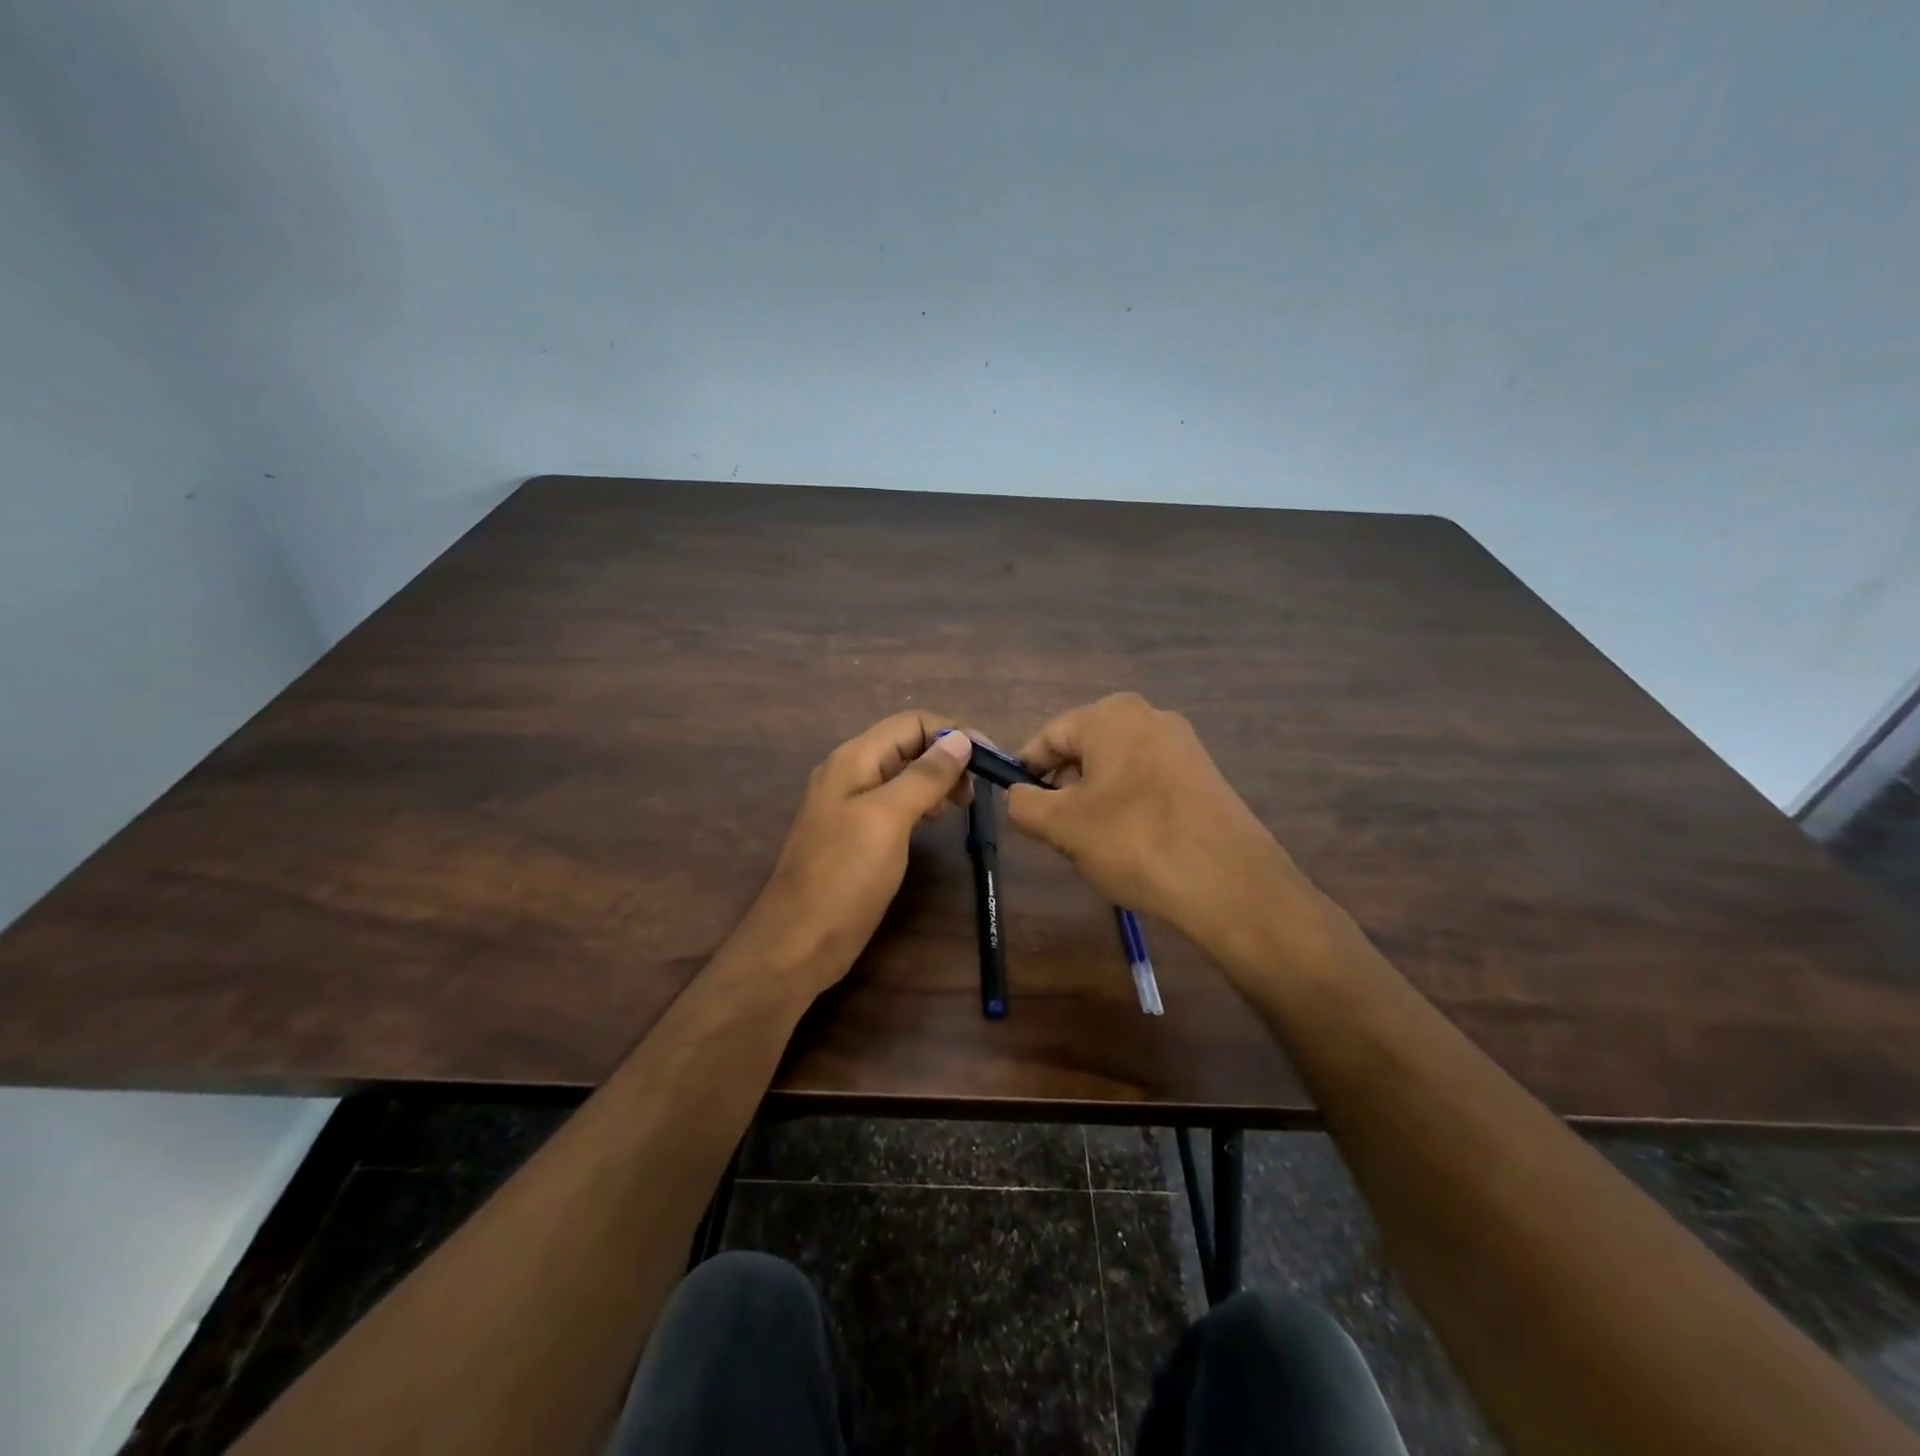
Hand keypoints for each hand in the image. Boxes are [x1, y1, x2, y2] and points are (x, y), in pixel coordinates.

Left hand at [739, 711, 972, 996]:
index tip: (989, 759)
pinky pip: (895, 802)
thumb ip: (924, 776)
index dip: (952, 732)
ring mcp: (851, 805)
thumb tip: (959, 738)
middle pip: (907, 744)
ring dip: (938, 780)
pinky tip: (936, 821)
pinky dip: (922, 803)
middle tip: (977, 790)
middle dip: (947, 756)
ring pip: (903, 774)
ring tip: (963, 805)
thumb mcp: (888, 818)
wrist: (800, 940)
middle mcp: (851, 773)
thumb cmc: (845, 874)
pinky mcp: (857, 834)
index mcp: (854, 759)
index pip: (911, 722)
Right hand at [1006, 693, 1312, 956]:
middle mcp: (1148, 716)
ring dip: (1095, 800)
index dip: (1025, 771)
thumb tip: (1018, 796)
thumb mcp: (1061, 826)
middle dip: (1063, 788)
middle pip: (1084, 749)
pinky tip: (1132, 844)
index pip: (1048, 736)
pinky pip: (1147, 781)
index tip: (1017, 806)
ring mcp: (1182, 744)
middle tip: (1056, 832)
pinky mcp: (1203, 774)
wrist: (1229, 882)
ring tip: (1095, 844)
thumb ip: (1023, 804)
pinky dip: (1129, 806)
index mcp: (1110, 715)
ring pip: (1116, 768)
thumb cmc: (1134, 841)